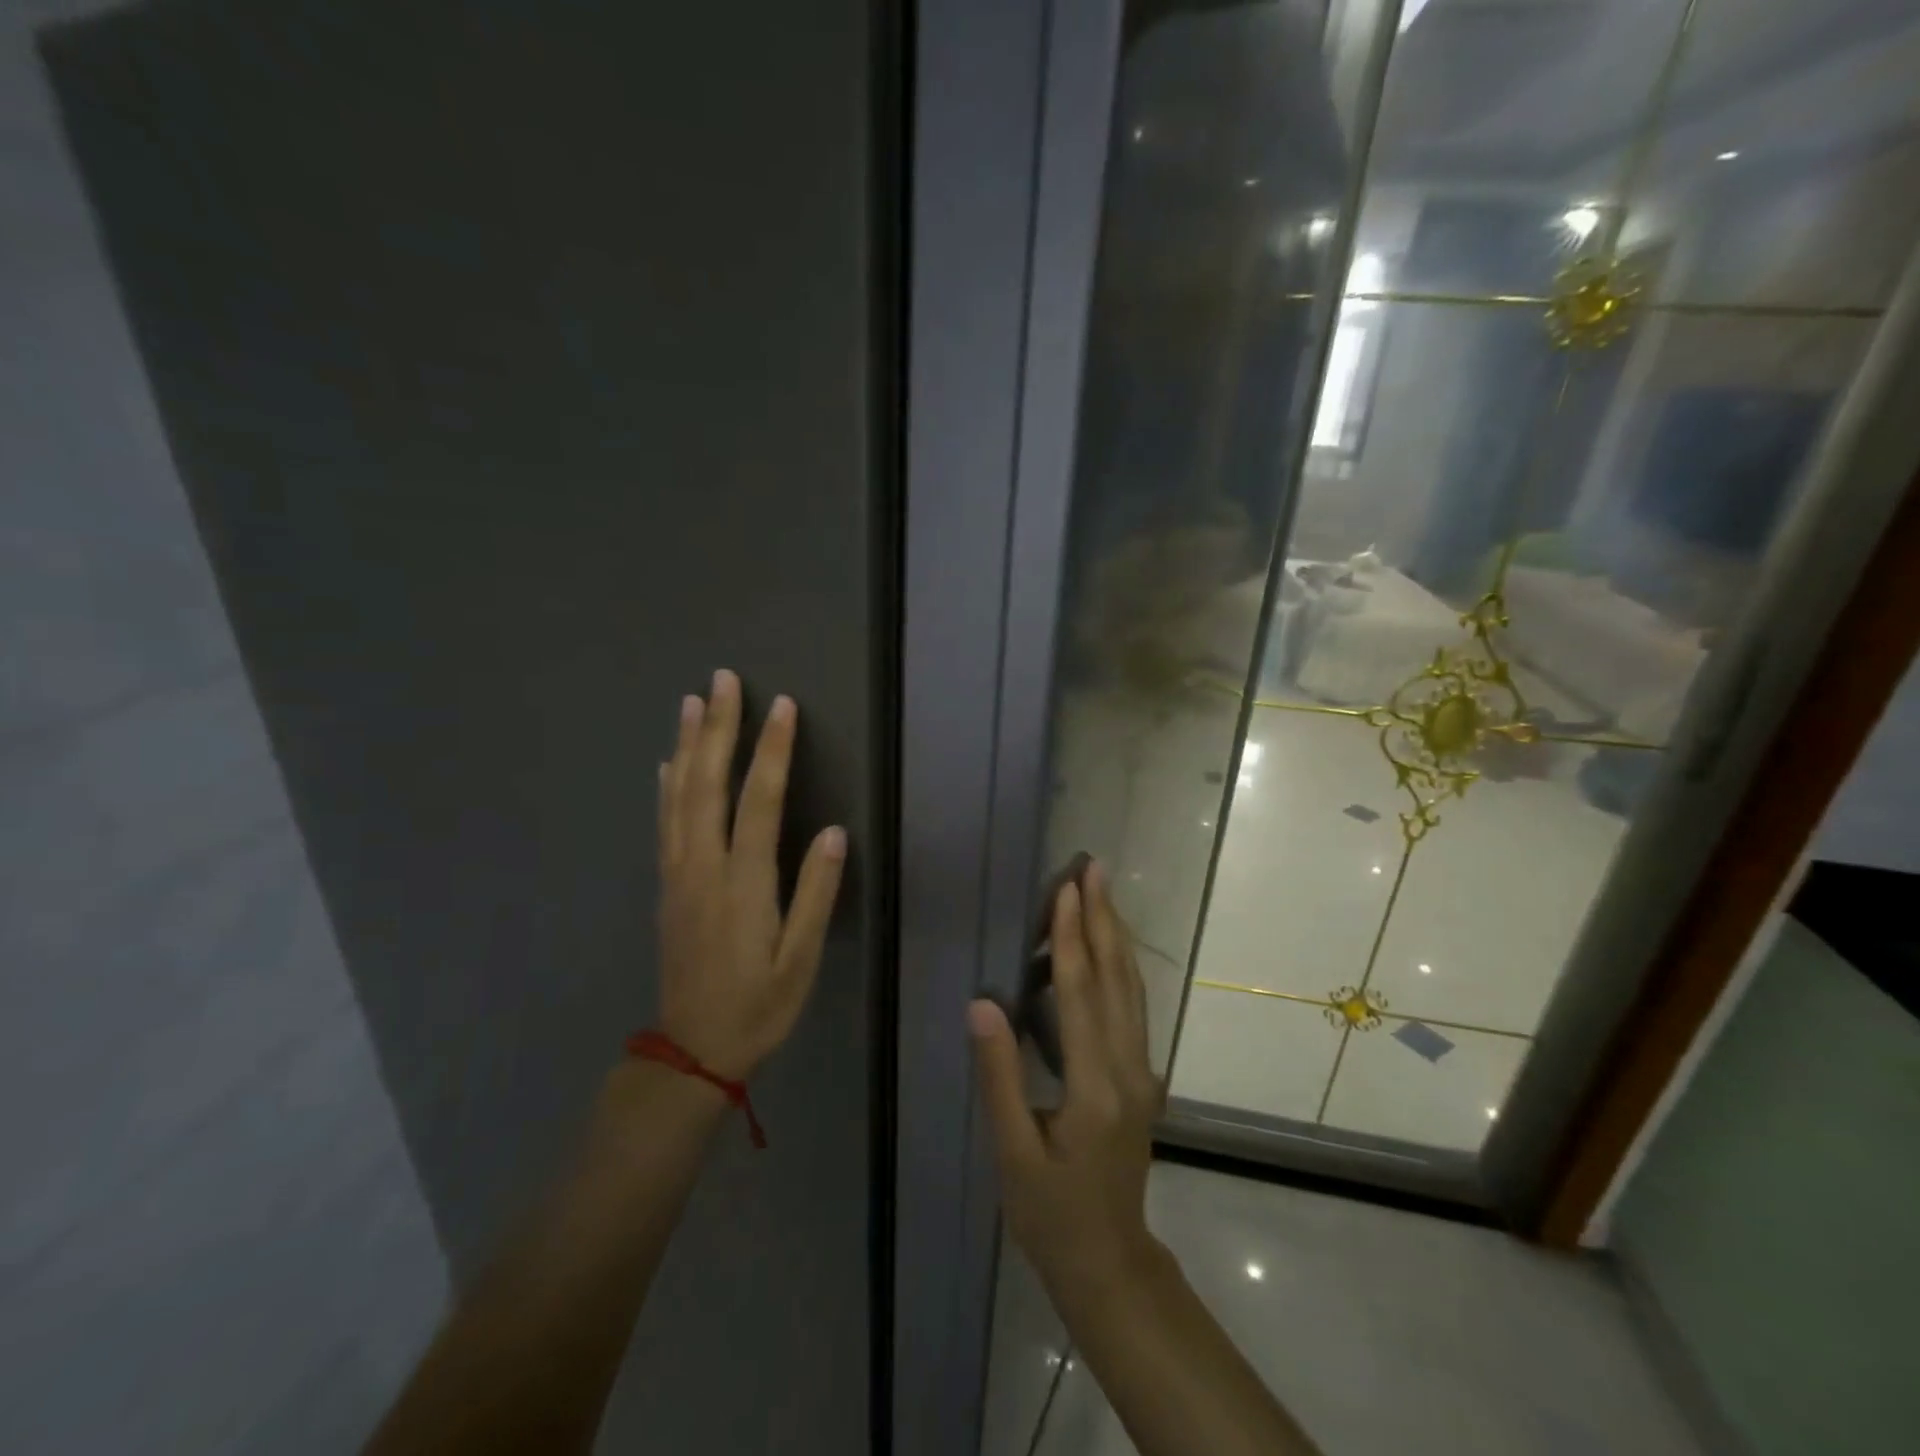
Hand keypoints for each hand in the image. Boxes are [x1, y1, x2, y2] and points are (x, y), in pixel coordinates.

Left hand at [657, 669, 846, 1079]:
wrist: (691, 1050)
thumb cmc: (758, 1006)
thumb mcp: (800, 960)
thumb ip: (815, 894)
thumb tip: (834, 832)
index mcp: (743, 883)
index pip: (759, 801)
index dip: (771, 750)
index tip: (782, 706)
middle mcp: (704, 867)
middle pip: (707, 784)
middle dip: (718, 728)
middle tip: (722, 680)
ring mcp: (679, 874)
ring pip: (679, 796)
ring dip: (687, 744)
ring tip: (692, 702)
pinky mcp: (667, 886)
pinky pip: (664, 822)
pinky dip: (666, 785)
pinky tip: (668, 761)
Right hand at [968, 862, 1163, 1295]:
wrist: (1110, 1261)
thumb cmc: (1051, 1214)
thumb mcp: (1013, 1152)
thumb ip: (1000, 1075)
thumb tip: (982, 1005)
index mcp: (1095, 1086)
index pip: (1080, 993)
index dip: (1071, 936)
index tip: (1066, 889)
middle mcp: (1129, 1069)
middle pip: (1116, 978)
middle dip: (1104, 918)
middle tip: (1093, 868)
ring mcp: (1143, 1072)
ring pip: (1132, 989)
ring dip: (1116, 936)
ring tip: (1102, 893)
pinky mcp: (1142, 1078)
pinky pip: (1132, 1008)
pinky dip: (1119, 967)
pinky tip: (1108, 949)